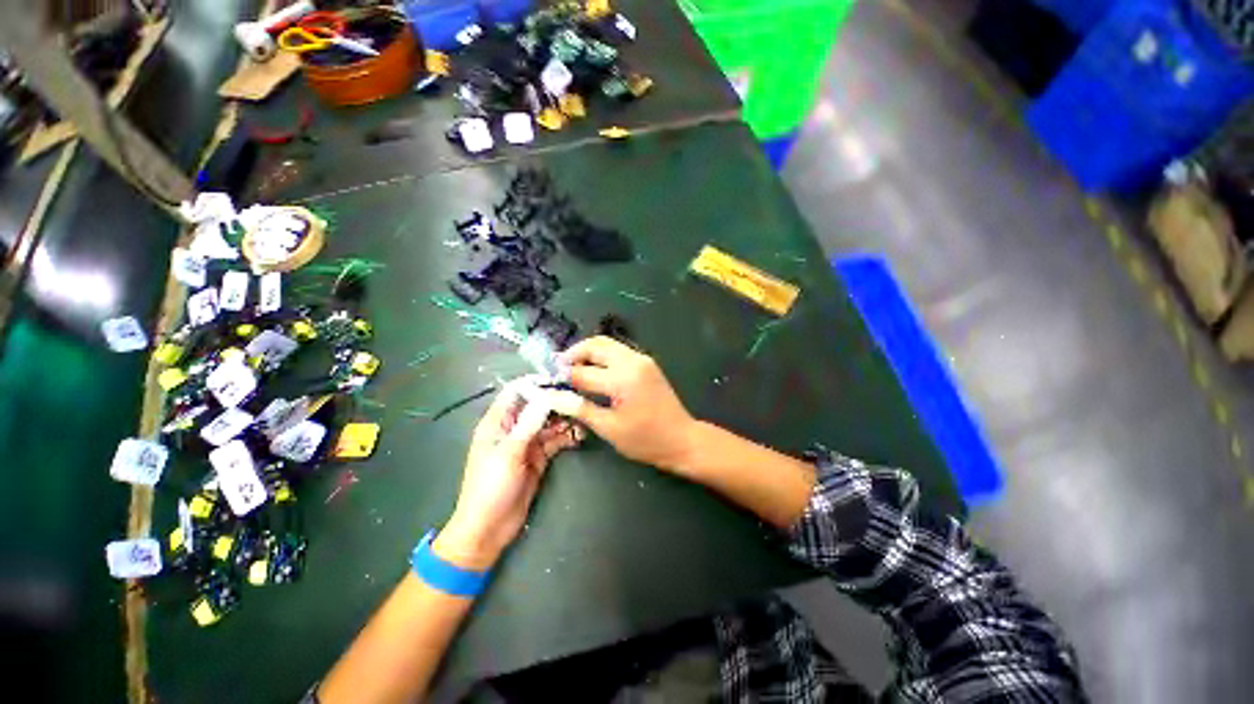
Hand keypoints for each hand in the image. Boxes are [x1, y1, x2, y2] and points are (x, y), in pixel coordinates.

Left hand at [436, 379, 582, 570]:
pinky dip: (567, 436)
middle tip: (579, 399)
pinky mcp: (539, 457)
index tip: (560, 380)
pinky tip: (580, 435)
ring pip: (549, 422)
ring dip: (565, 419)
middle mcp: (513, 428)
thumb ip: (528, 424)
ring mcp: (527, 442)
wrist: (489, 528)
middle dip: (556, 401)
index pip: (516, 392)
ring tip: (583, 418)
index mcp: (498, 422)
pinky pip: (555, 440)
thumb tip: (547, 396)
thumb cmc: (490, 487)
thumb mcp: (508, 453)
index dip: (536, 383)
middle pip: (537, 405)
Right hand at [541, 336, 697, 472]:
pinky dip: (602, 356)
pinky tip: (593, 371)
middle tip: (558, 368)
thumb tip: (555, 397)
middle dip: (574, 353)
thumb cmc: (646, 440)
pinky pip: (618, 351)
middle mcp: (632, 361)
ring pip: (607, 344)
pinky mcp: (646, 363)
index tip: (548, 381)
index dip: (563, 376)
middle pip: (595, 345)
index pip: (583, 372)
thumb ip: (581, 409)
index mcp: (622, 378)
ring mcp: (642, 359)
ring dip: (587, 352)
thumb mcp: (609, 429)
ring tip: (572, 368)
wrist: (682, 439)